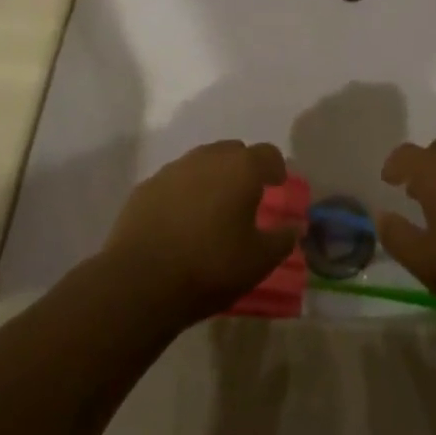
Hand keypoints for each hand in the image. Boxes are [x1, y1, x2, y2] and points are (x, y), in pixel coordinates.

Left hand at [103, 141, 298, 326]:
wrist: (140, 282)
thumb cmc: (210, 267)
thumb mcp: (259, 261)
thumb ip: (283, 239)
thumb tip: (295, 226)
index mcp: (241, 168)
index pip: (268, 154)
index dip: (276, 168)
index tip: (277, 186)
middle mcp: (208, 158)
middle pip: (233, 152)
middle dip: (242, 169)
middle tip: (245, 198)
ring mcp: (173, 169)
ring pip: (201, 163)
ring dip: (211, 179)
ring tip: (212, 211)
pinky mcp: (146, 187)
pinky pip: (174, 182)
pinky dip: (183, 194)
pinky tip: (180, 222)